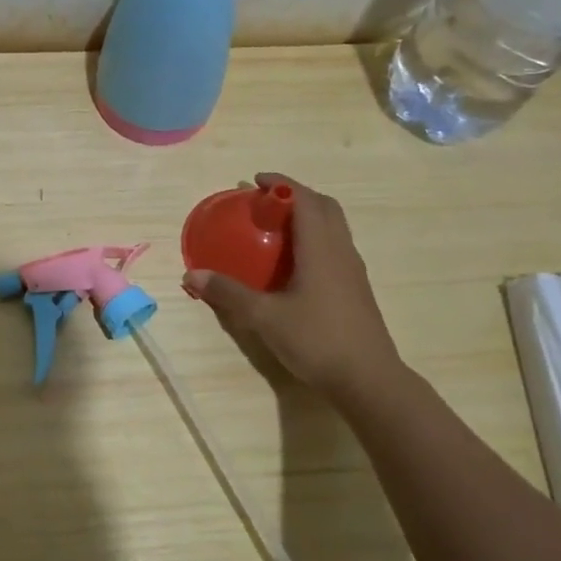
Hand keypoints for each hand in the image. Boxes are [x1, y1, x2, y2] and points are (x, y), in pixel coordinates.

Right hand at [183, 173, 408, 404]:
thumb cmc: (316, 340)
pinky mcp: (355, 289)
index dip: (281, 184)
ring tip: (278, 228)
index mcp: (320, 248)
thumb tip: (192, 275)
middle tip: (266, 203)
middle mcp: (340, 251)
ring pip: (334, 227)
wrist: (368, 379)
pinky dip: (314, 239)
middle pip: (324, 207)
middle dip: (296, 196)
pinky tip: (294, 264)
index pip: (304, 199)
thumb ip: (229, 292)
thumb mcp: (265, 317)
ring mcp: (352, 270)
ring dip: (308, 217)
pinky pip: (335, 247)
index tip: (256, 181)